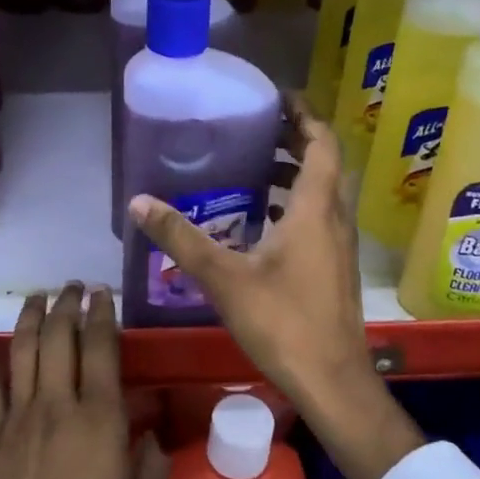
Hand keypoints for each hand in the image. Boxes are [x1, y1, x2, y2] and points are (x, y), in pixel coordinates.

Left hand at [0, 284, 168, 478]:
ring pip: (22, 348)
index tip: (103, 294)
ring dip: (31, 314)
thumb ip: (154, 468)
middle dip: (68, 304)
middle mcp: (58, 406)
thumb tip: (149, 437)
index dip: (102, 313)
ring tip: (40, 294)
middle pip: (59, 337)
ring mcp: (19, 418)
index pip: (101, 347)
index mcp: (100, 420)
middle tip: (75, 288)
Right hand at [129, 93, 368, 402]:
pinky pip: (321, 217)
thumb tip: (139, 202)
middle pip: (325, 163)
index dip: (304, 115)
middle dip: (296, 139)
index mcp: (315, 209)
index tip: (278, 97)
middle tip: (258, 129)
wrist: (332, 381)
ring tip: (257, 168)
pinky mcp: (337, 268)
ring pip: (324, 192)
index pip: (322, 143)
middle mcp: (335, 219)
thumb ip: (181, 238)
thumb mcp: (224, 278)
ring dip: (298, 173)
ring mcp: (340, 246)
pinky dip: (298, 204)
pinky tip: (264, 223)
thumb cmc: (283, 322)